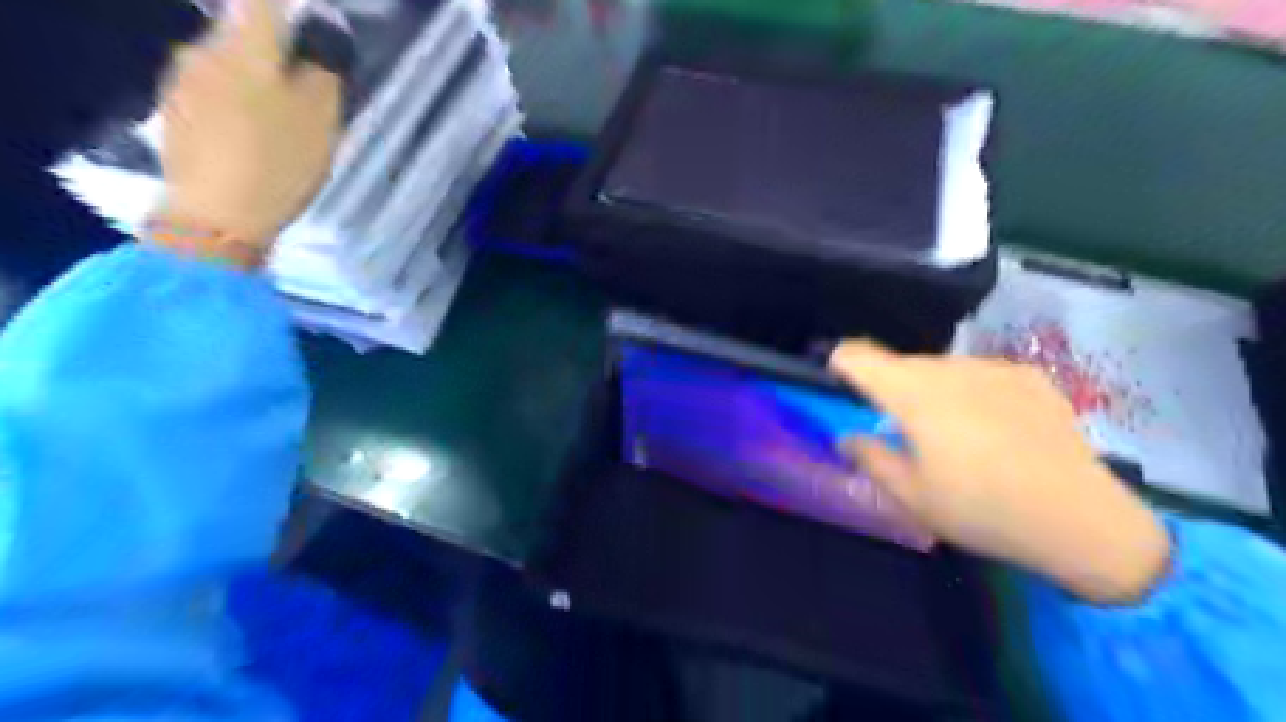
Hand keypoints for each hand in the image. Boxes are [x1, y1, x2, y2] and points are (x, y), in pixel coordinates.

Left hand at [148, 0, 340, 266]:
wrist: (215, 217)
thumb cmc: (278, 162)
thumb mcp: (322, 118)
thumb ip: (325, 69)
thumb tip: (325, 32)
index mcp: (244, 44)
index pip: (266, 0)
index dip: (296, 10)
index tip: (318, 28)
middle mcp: (203, 48)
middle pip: (244, 30)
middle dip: (277, 47)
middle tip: (311, 81)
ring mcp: (182, 80)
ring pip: (227, 61)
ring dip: (256, 75)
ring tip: (285, 113)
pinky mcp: (174, 113)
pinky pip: (213, 89)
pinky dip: (238, 100)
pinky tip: (255, 133)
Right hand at [829, 340, 1172, 606]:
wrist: (1083, 520)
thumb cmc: (983, 511)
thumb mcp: (912, 496)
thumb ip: (870, 458)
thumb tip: (846, 438)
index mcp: (913, 395)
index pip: (859, 356)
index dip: (842, 363)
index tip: (840, 382)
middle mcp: (950, 369)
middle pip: (902, 365)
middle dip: (891, 389)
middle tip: (904, 433)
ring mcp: (994, 369)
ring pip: (942, 369)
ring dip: (932, 391)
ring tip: (954, 437)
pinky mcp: (1030, 377)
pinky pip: (980, 376)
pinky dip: (971, 393)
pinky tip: (994, 430)